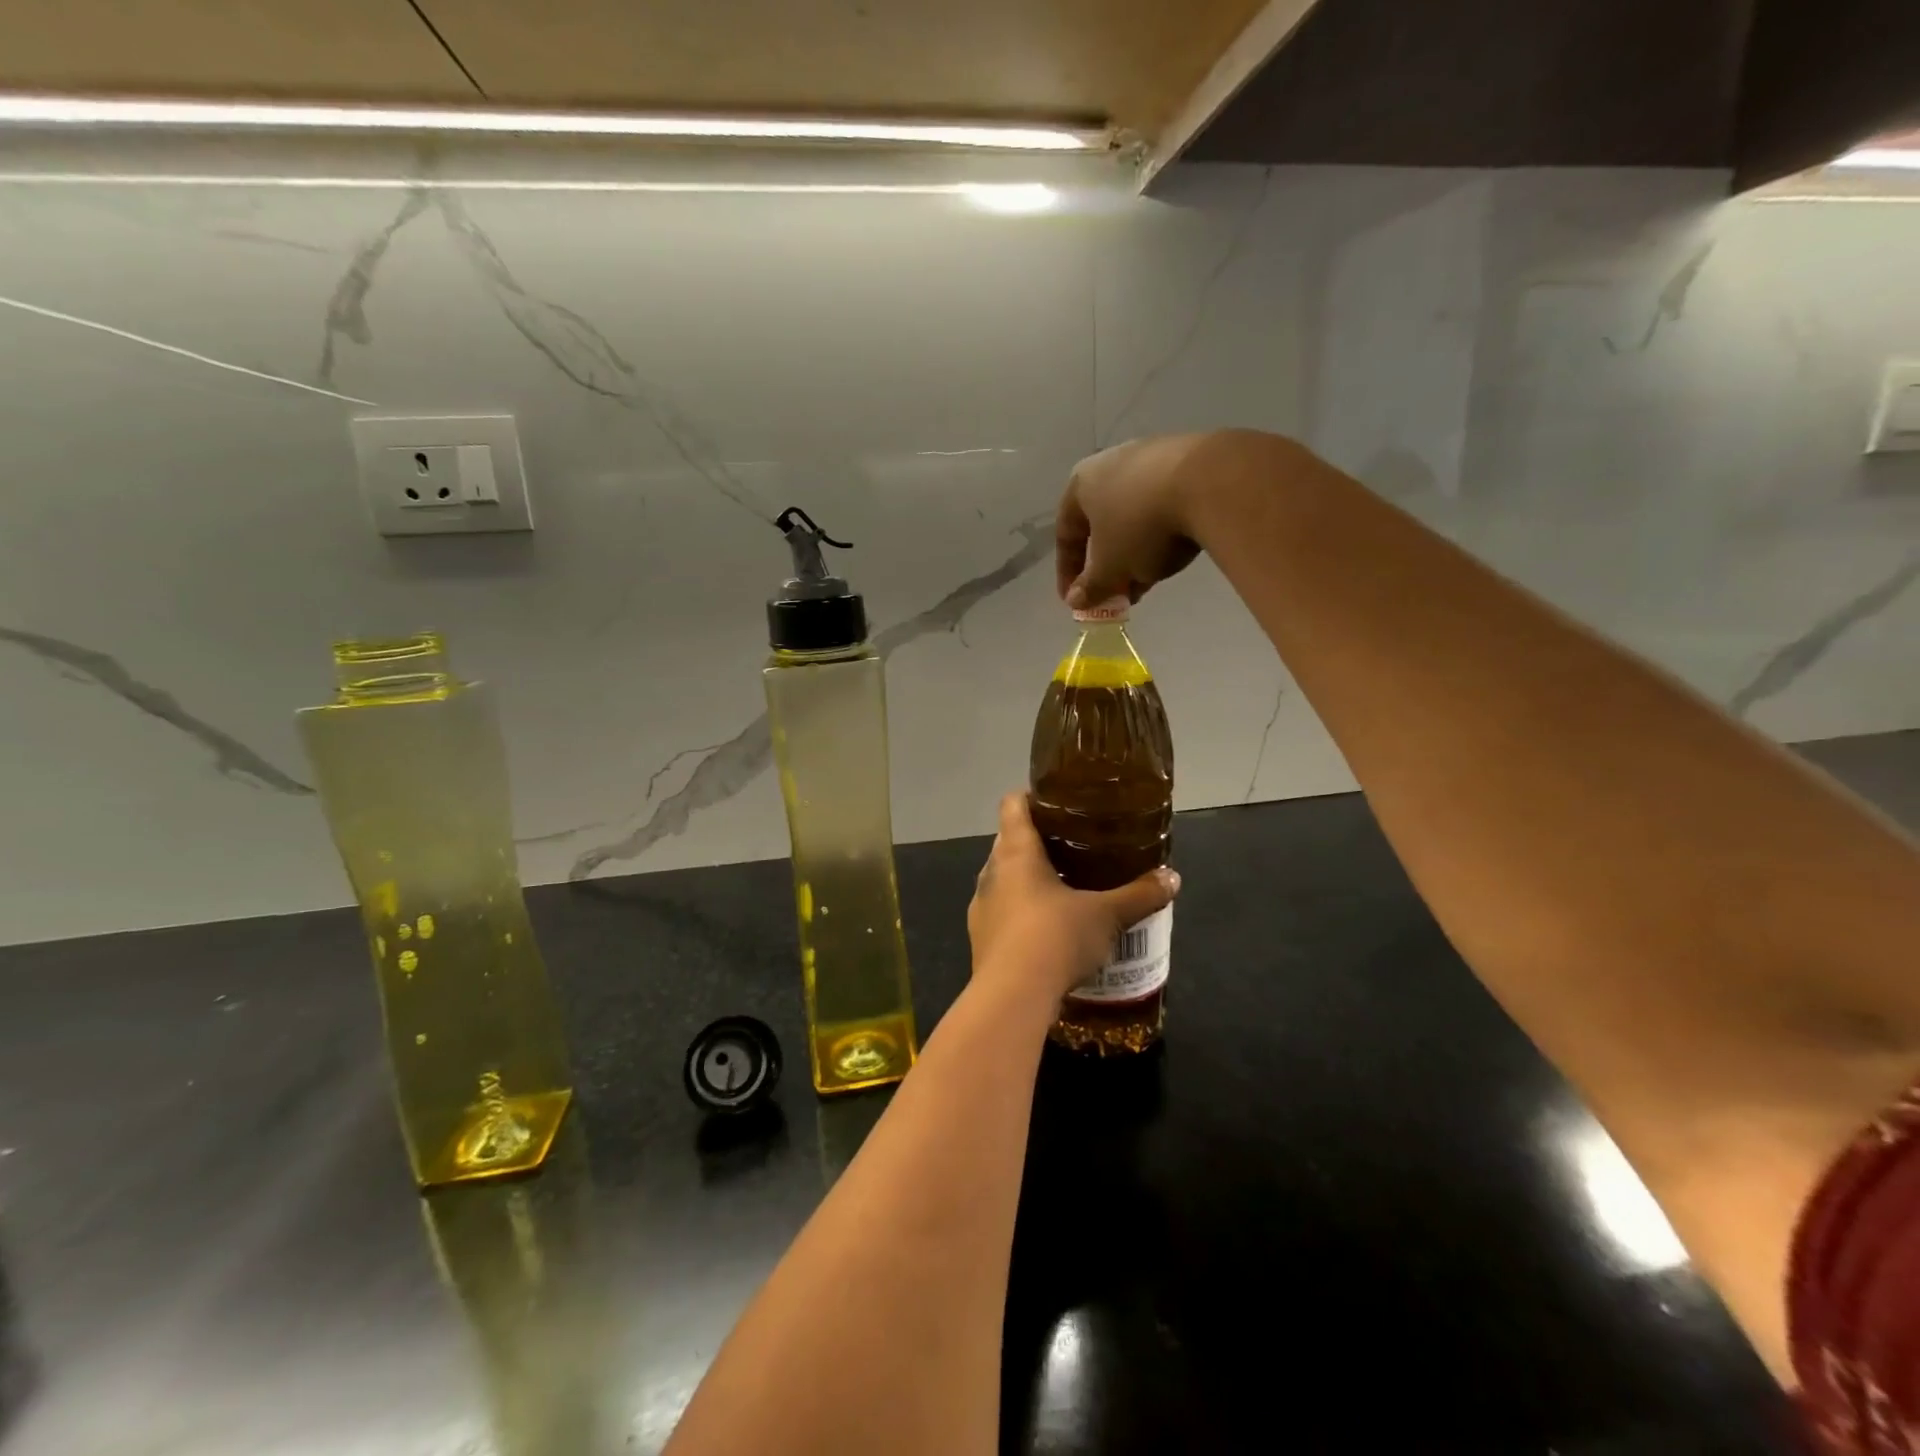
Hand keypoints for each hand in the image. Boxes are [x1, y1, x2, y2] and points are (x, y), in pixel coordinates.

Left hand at [968, 793, 1178, 1006]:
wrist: (1012, 996)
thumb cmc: (1055, 937)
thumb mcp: (1106, 915)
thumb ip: (1139, 894)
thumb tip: (1172, 878)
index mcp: (1016, 852)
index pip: (1013, 804)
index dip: (1032, 797)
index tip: (1058, 803)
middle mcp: (991, 871)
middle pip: (1009, 841)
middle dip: (1038, 842)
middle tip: (1074, 848)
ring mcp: (981, 905)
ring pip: (1004, 879)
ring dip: (1028, 880)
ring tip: (1064, 889)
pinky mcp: (980, 938)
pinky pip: (1002, 912)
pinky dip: (1021, 913)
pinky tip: (1047, 931)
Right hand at [1057, 430, 1303, 607]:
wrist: (1210, 482)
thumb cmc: (1141, 526)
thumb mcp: (1111, 568)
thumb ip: (1091, 587)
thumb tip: (1076, 601)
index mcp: (1081, 483)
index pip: (1066, 534)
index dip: (1068, 573)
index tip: (1078, 601)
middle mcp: (1111, 462)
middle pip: (1101, 523)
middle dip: (1107, 563)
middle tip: (1116, 592)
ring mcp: (1151, 455)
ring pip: (1133, 514)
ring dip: (1134, 551)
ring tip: (1148, 579)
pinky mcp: (1188, 457)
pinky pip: (1163, 502)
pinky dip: (1161, 531)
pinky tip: (1174, 552)